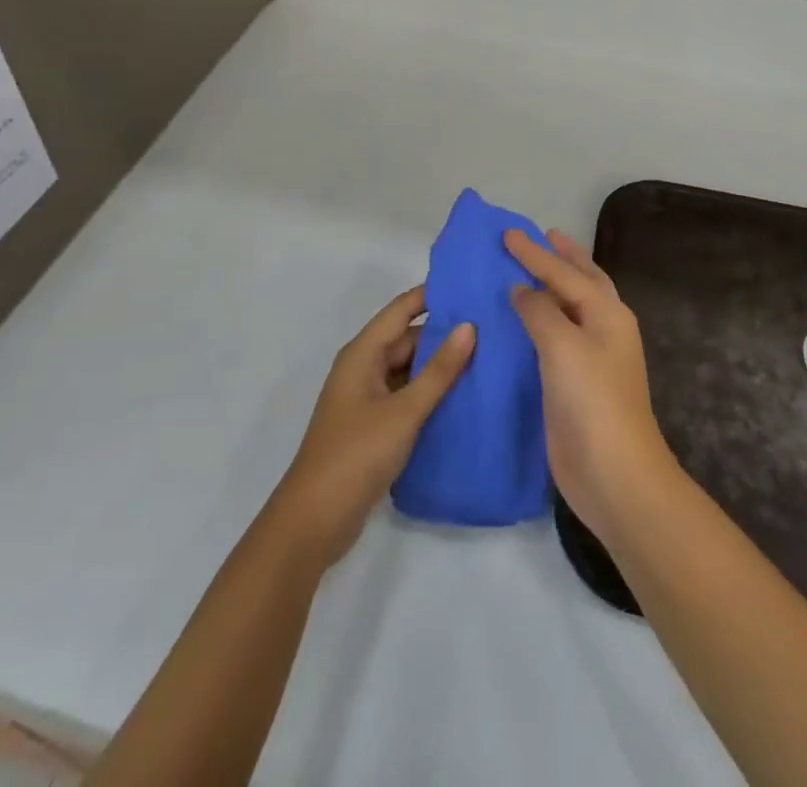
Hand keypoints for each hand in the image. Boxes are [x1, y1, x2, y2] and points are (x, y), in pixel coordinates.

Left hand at [270, 288, 474, 568]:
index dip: (433, 295)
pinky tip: (463, 398)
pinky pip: (406, 395)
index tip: (472, 286)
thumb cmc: (357, 454)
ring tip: (487, 358)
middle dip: (444, 333)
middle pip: (407, 339)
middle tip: (492, 328)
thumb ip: (439, 370)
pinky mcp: (373, 425)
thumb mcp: (404, 410)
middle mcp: (363, 367)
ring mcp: (367, 398)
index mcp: (363, 353)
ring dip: (439, 366)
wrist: (315, 520)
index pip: (402, 309)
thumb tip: (469, 326)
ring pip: (408, 369)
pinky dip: (430, 393)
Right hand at [507, 230, 676, 543]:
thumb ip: (539, 310)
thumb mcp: (562, 345)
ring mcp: (591, 357)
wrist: (613, 473)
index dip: (534, 252)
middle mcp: (603, 328)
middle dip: (563, 257)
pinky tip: (520, 321)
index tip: (507, 232)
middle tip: (543, 234)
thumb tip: (522, 289)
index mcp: (607, 313)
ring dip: (551, 287)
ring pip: (569, 309)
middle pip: (581, 281)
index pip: (564, 272)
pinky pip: (555, 338)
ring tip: (530, 269)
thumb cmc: (592, 400)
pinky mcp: (574, 383)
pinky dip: (540, 321)